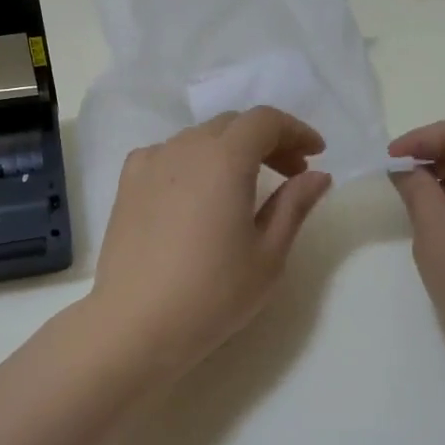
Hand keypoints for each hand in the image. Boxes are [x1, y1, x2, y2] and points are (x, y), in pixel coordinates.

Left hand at [88, 107, 333, 377]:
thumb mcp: (268, 254)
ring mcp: (150, 162)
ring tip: (246, 187)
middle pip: (232, 125)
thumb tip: (317, 175)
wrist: (136, 324)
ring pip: (200, 138)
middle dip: (267, 141)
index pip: (265, 121)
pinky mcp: (128, 183)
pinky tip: (197, 193)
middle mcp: (185, 147)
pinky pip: (168, 154)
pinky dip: (193, 162)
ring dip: (230, 150)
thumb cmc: (213, 293)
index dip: (296, 130)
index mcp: (224, 158)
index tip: (316, 154)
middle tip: (290, 173)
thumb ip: (294, 205)